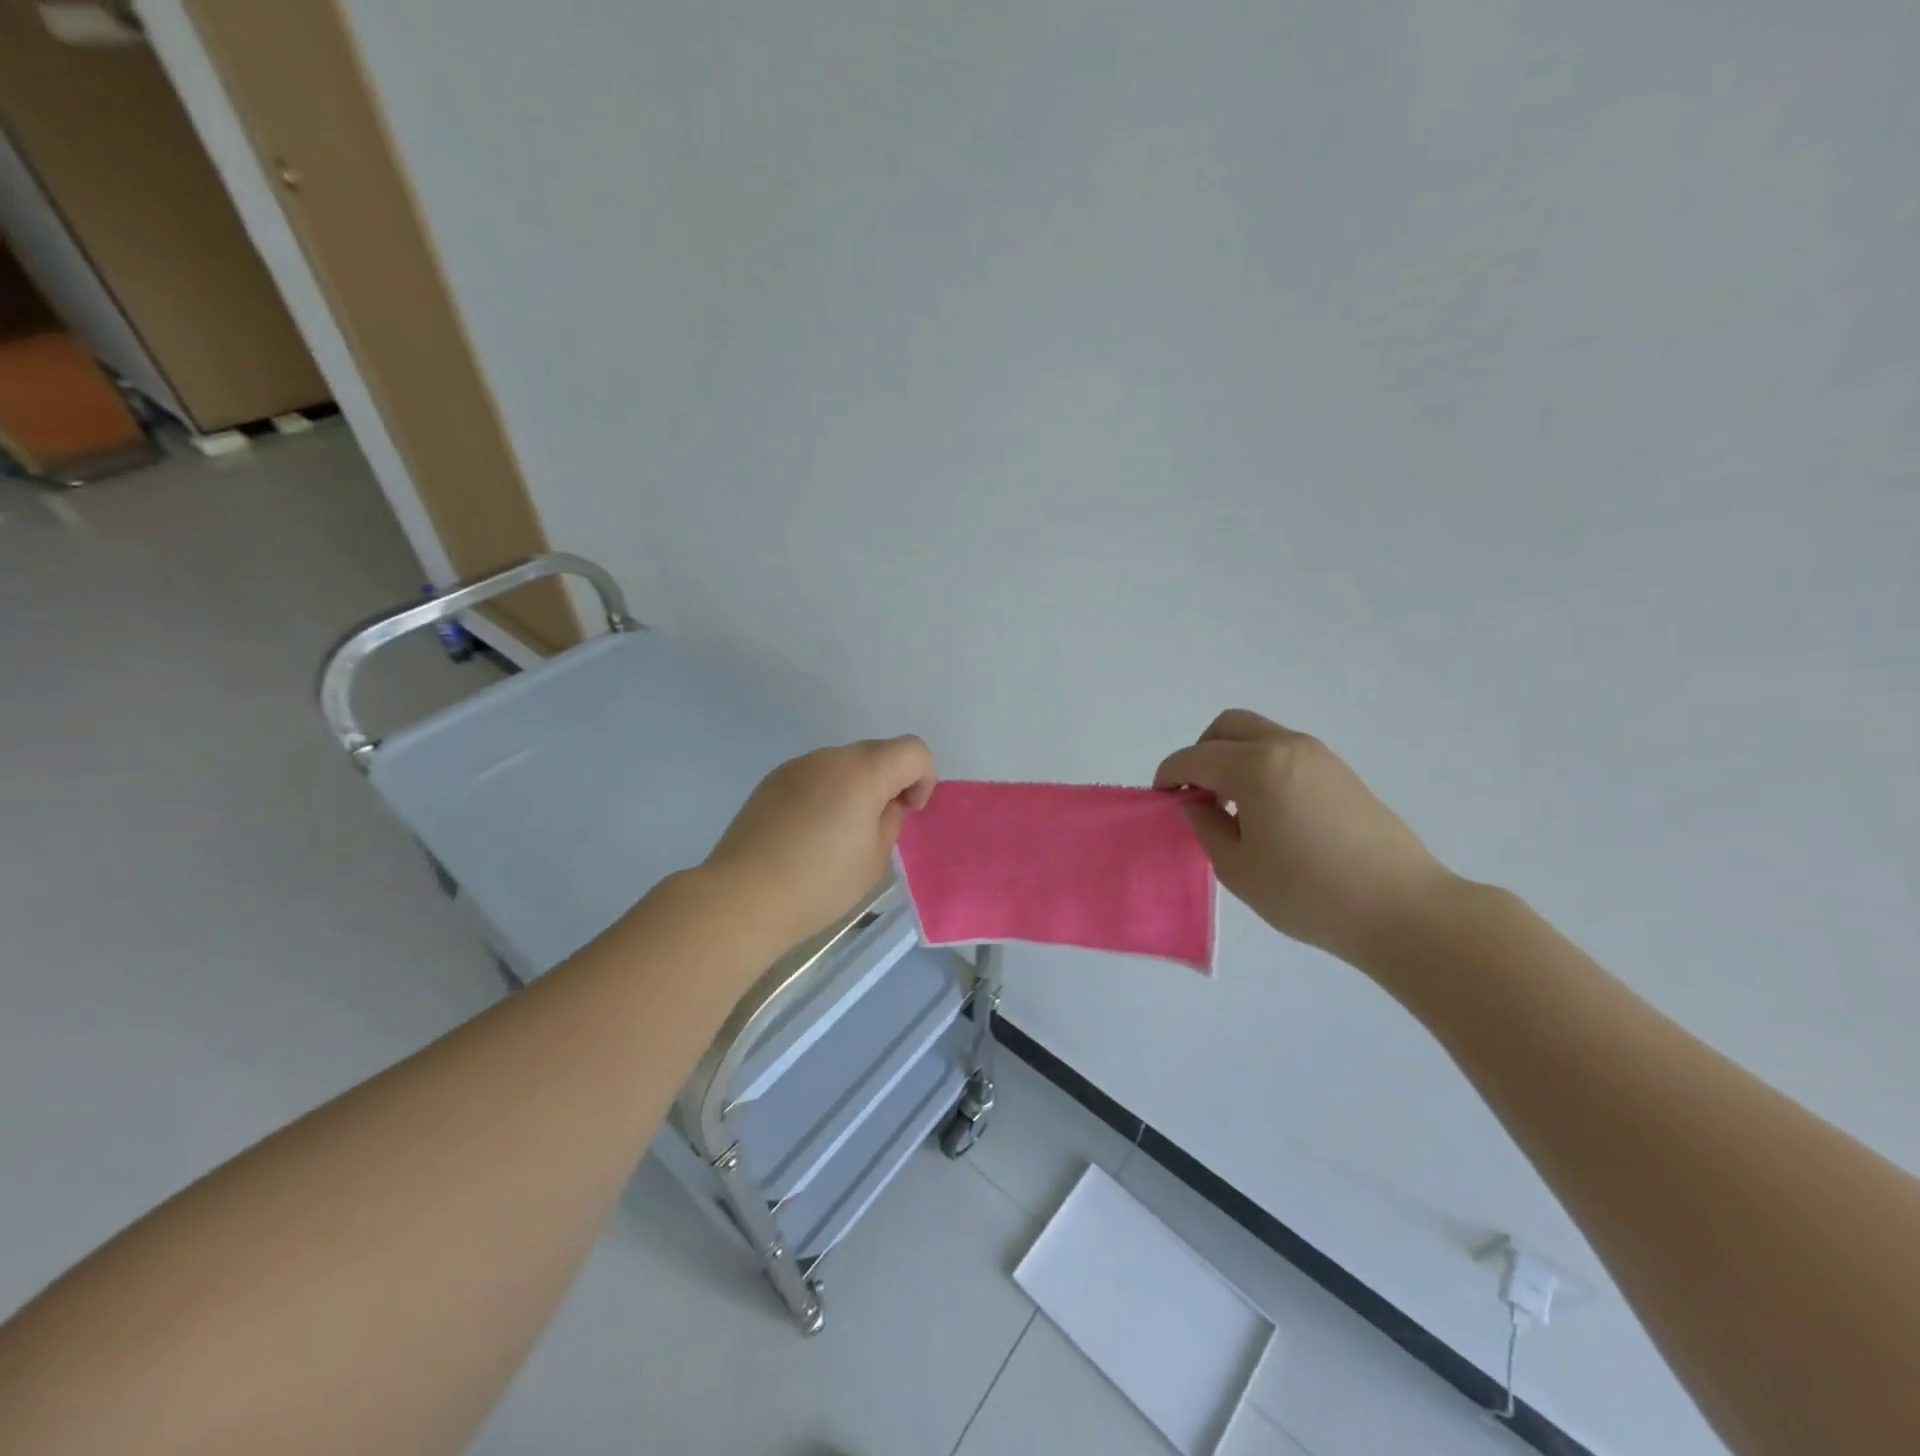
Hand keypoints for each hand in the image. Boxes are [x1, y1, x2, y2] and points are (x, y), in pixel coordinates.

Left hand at [705, 736, 936, 950]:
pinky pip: (815, 776)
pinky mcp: (772, 781)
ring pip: (844, 764)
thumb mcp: (874, 859)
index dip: (923, 778)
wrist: (743, 896)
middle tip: (878, 825)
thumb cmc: (819, 883)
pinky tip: (808, 833)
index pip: (913, 751)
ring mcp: (797, 766)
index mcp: (863, 772)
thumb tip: (883, 806)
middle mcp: (830, 757)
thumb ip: (890, 822)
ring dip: (856, 786)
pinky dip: (826, 793)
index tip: (908, 812)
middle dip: (890, 781)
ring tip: (839, 833)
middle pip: (878, 752)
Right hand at [1155, 710, 1453, 964]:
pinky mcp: (1340, 772)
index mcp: (1255, 767)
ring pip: (1259, 736)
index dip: (1169, 775)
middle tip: (1196, 794)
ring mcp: (1318, 756)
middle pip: (1228, 727)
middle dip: (1201, 753)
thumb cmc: (1308, 893)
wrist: (1402, 909)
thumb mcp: (1238, 868)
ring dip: (1233, 758)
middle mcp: (1286, 747)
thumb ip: (1206, 826)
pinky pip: (1285, 752)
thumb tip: (1195, 803)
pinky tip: (1267, 812)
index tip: (1161, 800)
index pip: (1195, 757)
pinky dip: (1261, 766)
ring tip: (1232, 808)